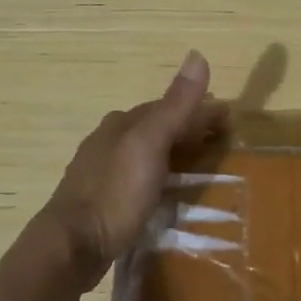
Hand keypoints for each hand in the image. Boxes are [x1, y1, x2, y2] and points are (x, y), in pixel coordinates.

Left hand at [45, 51, 227, 287]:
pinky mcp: (100, 201)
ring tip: (199, 168)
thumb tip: (198, 54)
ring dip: (172, 154)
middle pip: (156, 128)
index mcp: (122, 123)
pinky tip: (164, 192)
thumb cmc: (115, 192)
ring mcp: (101, 171)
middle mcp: (109, 140)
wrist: (71, 246)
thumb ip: (175, 105)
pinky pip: (137, 179)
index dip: (200, 110)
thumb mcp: (150, 144)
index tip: (229, 120)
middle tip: (219, 143)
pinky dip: (157, 177)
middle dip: (187, 130)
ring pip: (145, 153)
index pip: (169, 107)